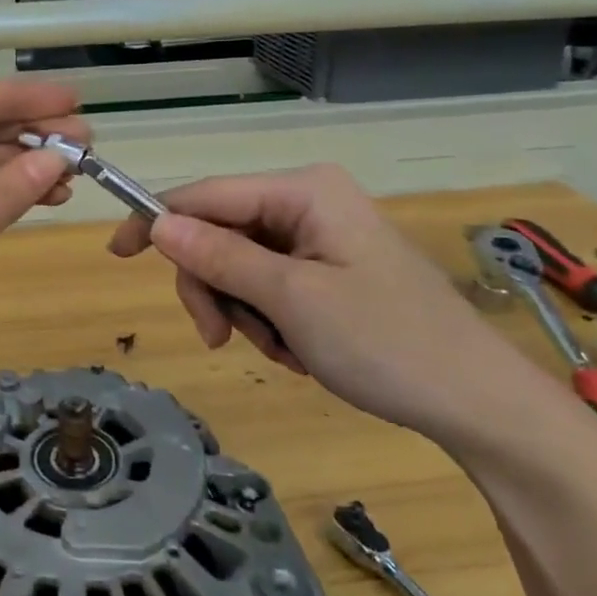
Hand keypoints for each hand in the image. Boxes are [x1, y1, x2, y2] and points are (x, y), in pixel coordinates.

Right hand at [107, 164, 558, 442]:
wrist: (479, 404)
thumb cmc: (386, 343)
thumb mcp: (291, 299)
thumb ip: (220, 257)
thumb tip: (158, 224)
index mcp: (303, 191)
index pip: (206, 195)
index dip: (157, 222)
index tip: (117, 255)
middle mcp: (308, 203)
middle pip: (220, 234)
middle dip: (214, 287)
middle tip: (219, 338)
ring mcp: (320, 237)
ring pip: (240, 265)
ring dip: (244, 311)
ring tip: (281, 350)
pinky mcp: (329, 270)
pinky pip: (269, 285)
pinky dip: (268, 320)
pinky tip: (298, 350)